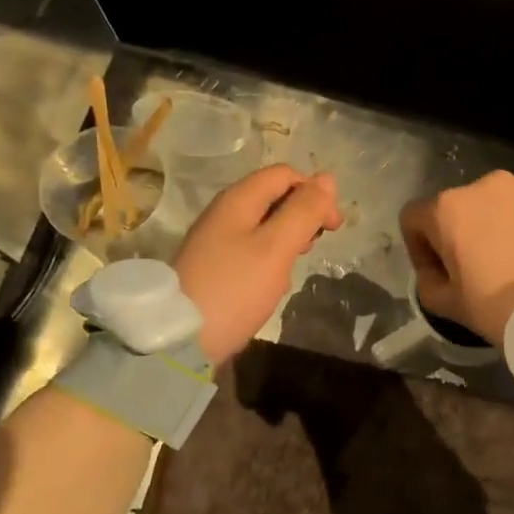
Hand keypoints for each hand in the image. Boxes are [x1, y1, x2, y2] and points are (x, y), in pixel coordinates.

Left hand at [173, 165, 342, 364]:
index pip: (284, 175)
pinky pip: (252, 250)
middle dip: (303, 215)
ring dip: (288, 239)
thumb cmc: (234, 288)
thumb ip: (304, 211)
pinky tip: (273, 283)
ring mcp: (216, 241)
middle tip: (314, 246)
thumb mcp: (276, 248)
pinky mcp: (215, 267)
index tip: (332, 226)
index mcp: (238, 200)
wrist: (180, 338)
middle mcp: (224, 213)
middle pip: (274, 197)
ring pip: (264, 225)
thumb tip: (328, 179)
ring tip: (295, 266)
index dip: (314, 192)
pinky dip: (271, 259)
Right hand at [399, 171, 513, 345]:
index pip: (413, 219)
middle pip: (454, 209)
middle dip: (456, 238)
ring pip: (492, 208)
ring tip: (508, 267)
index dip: (418, 250)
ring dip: (490, 231)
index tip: (437, 277)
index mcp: (449, 207)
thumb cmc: (504, 305)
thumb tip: (436, 273)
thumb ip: (428, 285)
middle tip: (473, 275)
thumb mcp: (451, 307)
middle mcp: (483, 185)